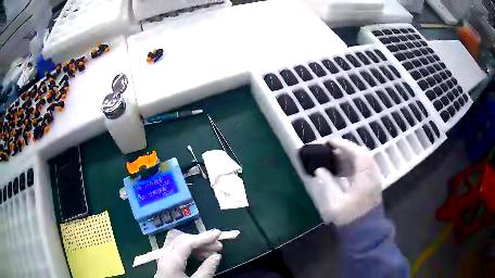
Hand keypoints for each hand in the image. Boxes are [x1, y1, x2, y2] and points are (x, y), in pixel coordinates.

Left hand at [155, 229, 222, 277]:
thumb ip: (206, 270)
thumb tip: (217, 256)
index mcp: (171, 261)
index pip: (187, 242)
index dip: (203, 237)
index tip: (218, 234)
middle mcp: (165, 257)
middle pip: (182, 241)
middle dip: (201, 241)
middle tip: (219, 246)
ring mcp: (164, 260)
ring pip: (180, 246)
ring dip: (197, 246)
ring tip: (213, 252)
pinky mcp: (166, 265)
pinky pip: (178, 253)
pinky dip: (191, 252)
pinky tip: (201, 257)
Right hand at [314, 138, 382, 225]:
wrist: (365, 231)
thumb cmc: (350, 218)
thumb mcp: (334, 204)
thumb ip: (327, 184)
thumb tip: (319, 170)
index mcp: (365, 178)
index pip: (357, 153)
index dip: (343, 145)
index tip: (329, 142)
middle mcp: (372, 174)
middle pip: (361, 154)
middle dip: (345, 149)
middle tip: (329, 149)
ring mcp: (373, 178)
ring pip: (362, 159)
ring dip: (348, 155)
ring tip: (333, 156)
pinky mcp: (372, 183)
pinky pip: (362, 166)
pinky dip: (352, 163)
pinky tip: (341, 168)